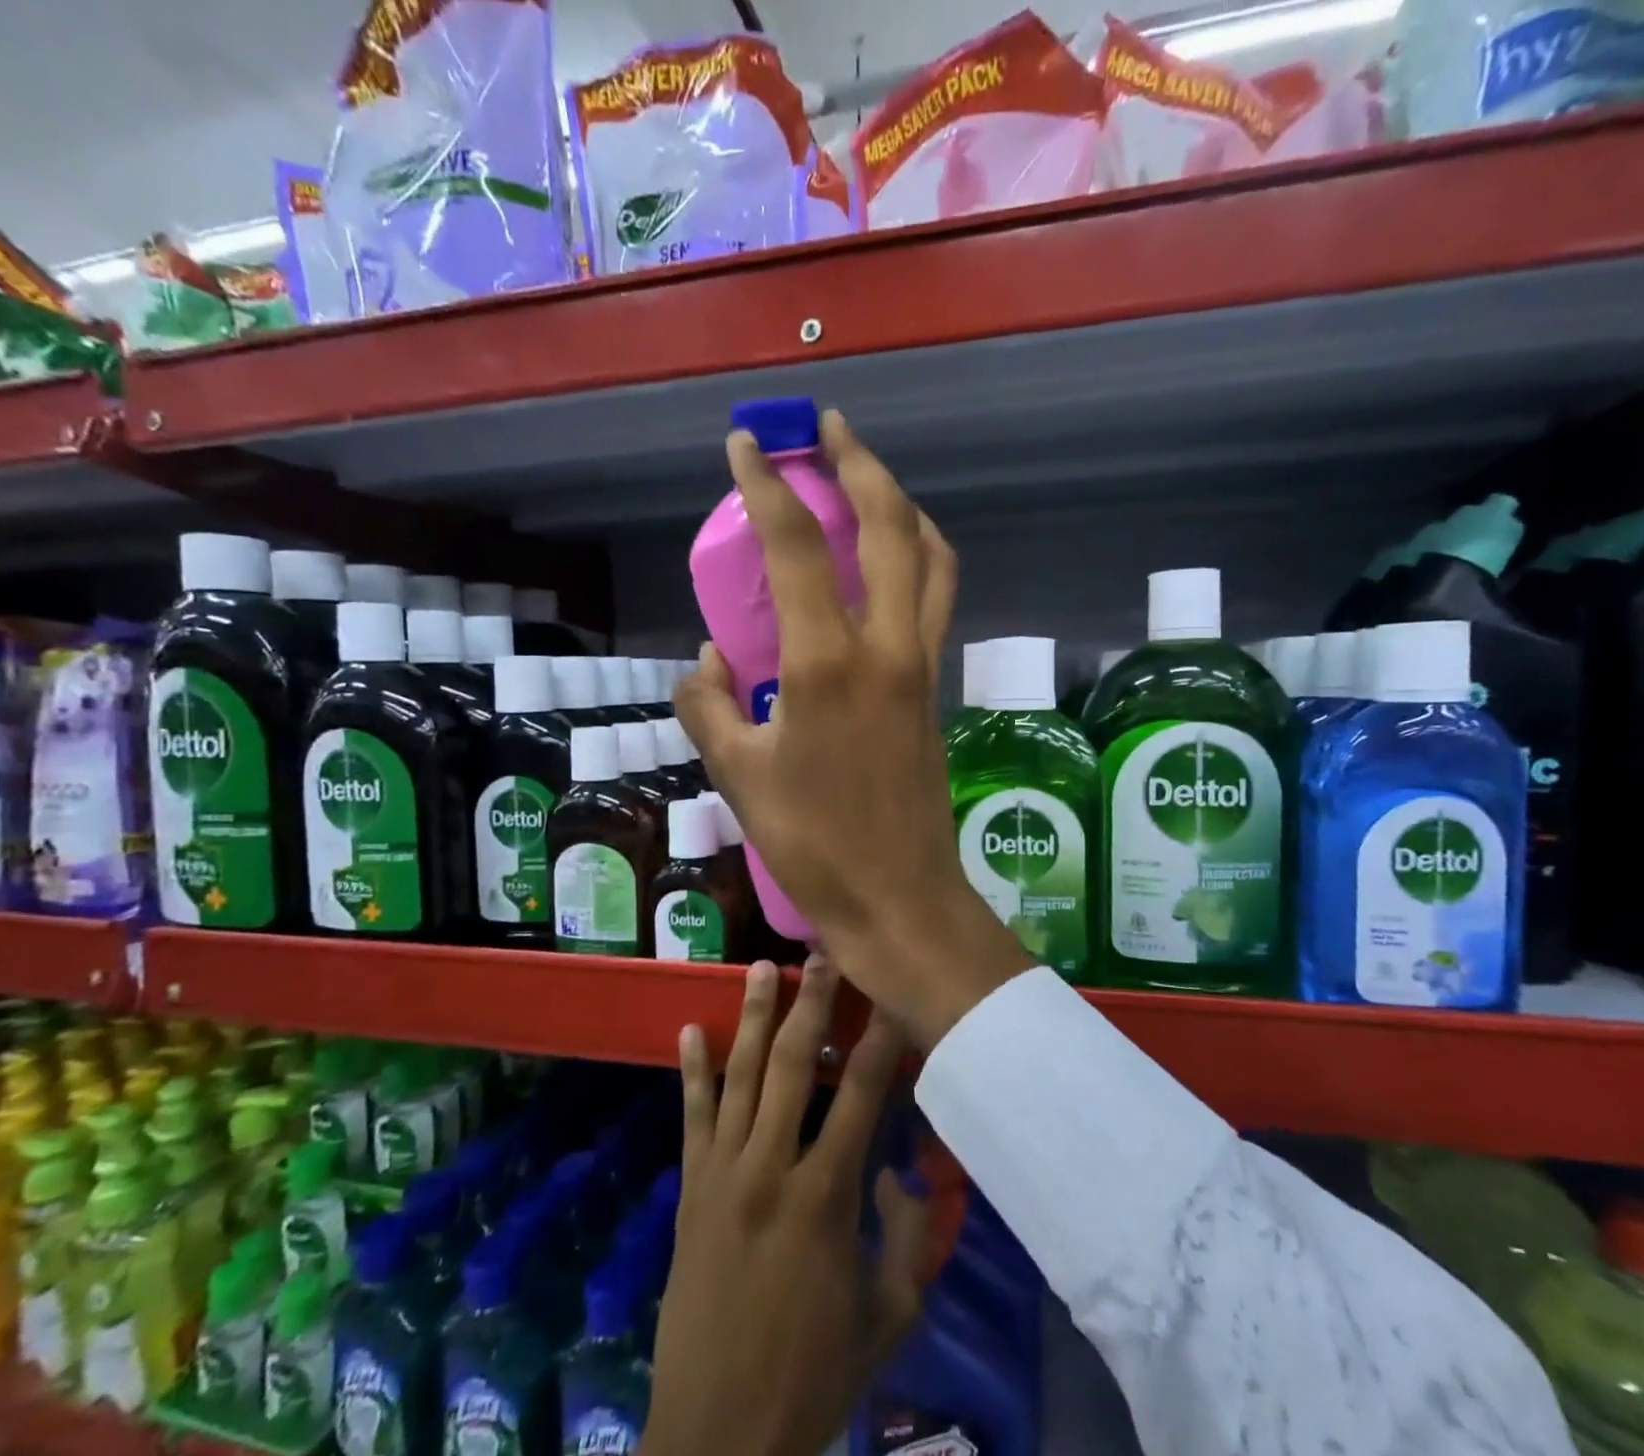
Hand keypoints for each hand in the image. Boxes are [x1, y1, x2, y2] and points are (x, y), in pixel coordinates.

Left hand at [643, 958, 935, 1455]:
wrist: (717, 1435)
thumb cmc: (813, 1375)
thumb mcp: (889, 1316)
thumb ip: (907, 1235)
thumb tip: (898, 1168)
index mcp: (824, 1197)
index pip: (859, 1095)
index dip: (880, 1040)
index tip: (891, 996)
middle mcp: (769, 1168)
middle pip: (790, 1065)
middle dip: (810, 1003)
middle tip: (821, 954)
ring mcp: (722, 1173)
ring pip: (738, 1076)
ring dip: (750, 1017)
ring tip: (761, 968)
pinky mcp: (690, 1189)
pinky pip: (691, 1117)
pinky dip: (691, 1071)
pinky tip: (689, 1030)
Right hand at [677, 411, 1034, 1048]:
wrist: (900, 897)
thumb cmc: (813, 844)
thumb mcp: (737, 775)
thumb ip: (708, 705)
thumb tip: (710, 659)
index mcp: (827, 663)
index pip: (797, 546)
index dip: (768, 484)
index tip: (747, 443)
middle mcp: (886, 646)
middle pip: (889, 526)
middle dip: (859, 463)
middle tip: (829, 430)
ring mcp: (921, 664)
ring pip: (930, 557)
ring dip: (901, 505)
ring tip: (868, 480)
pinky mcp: (935, 688)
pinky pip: (934, 598)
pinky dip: (916, 556)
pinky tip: (887, 561)